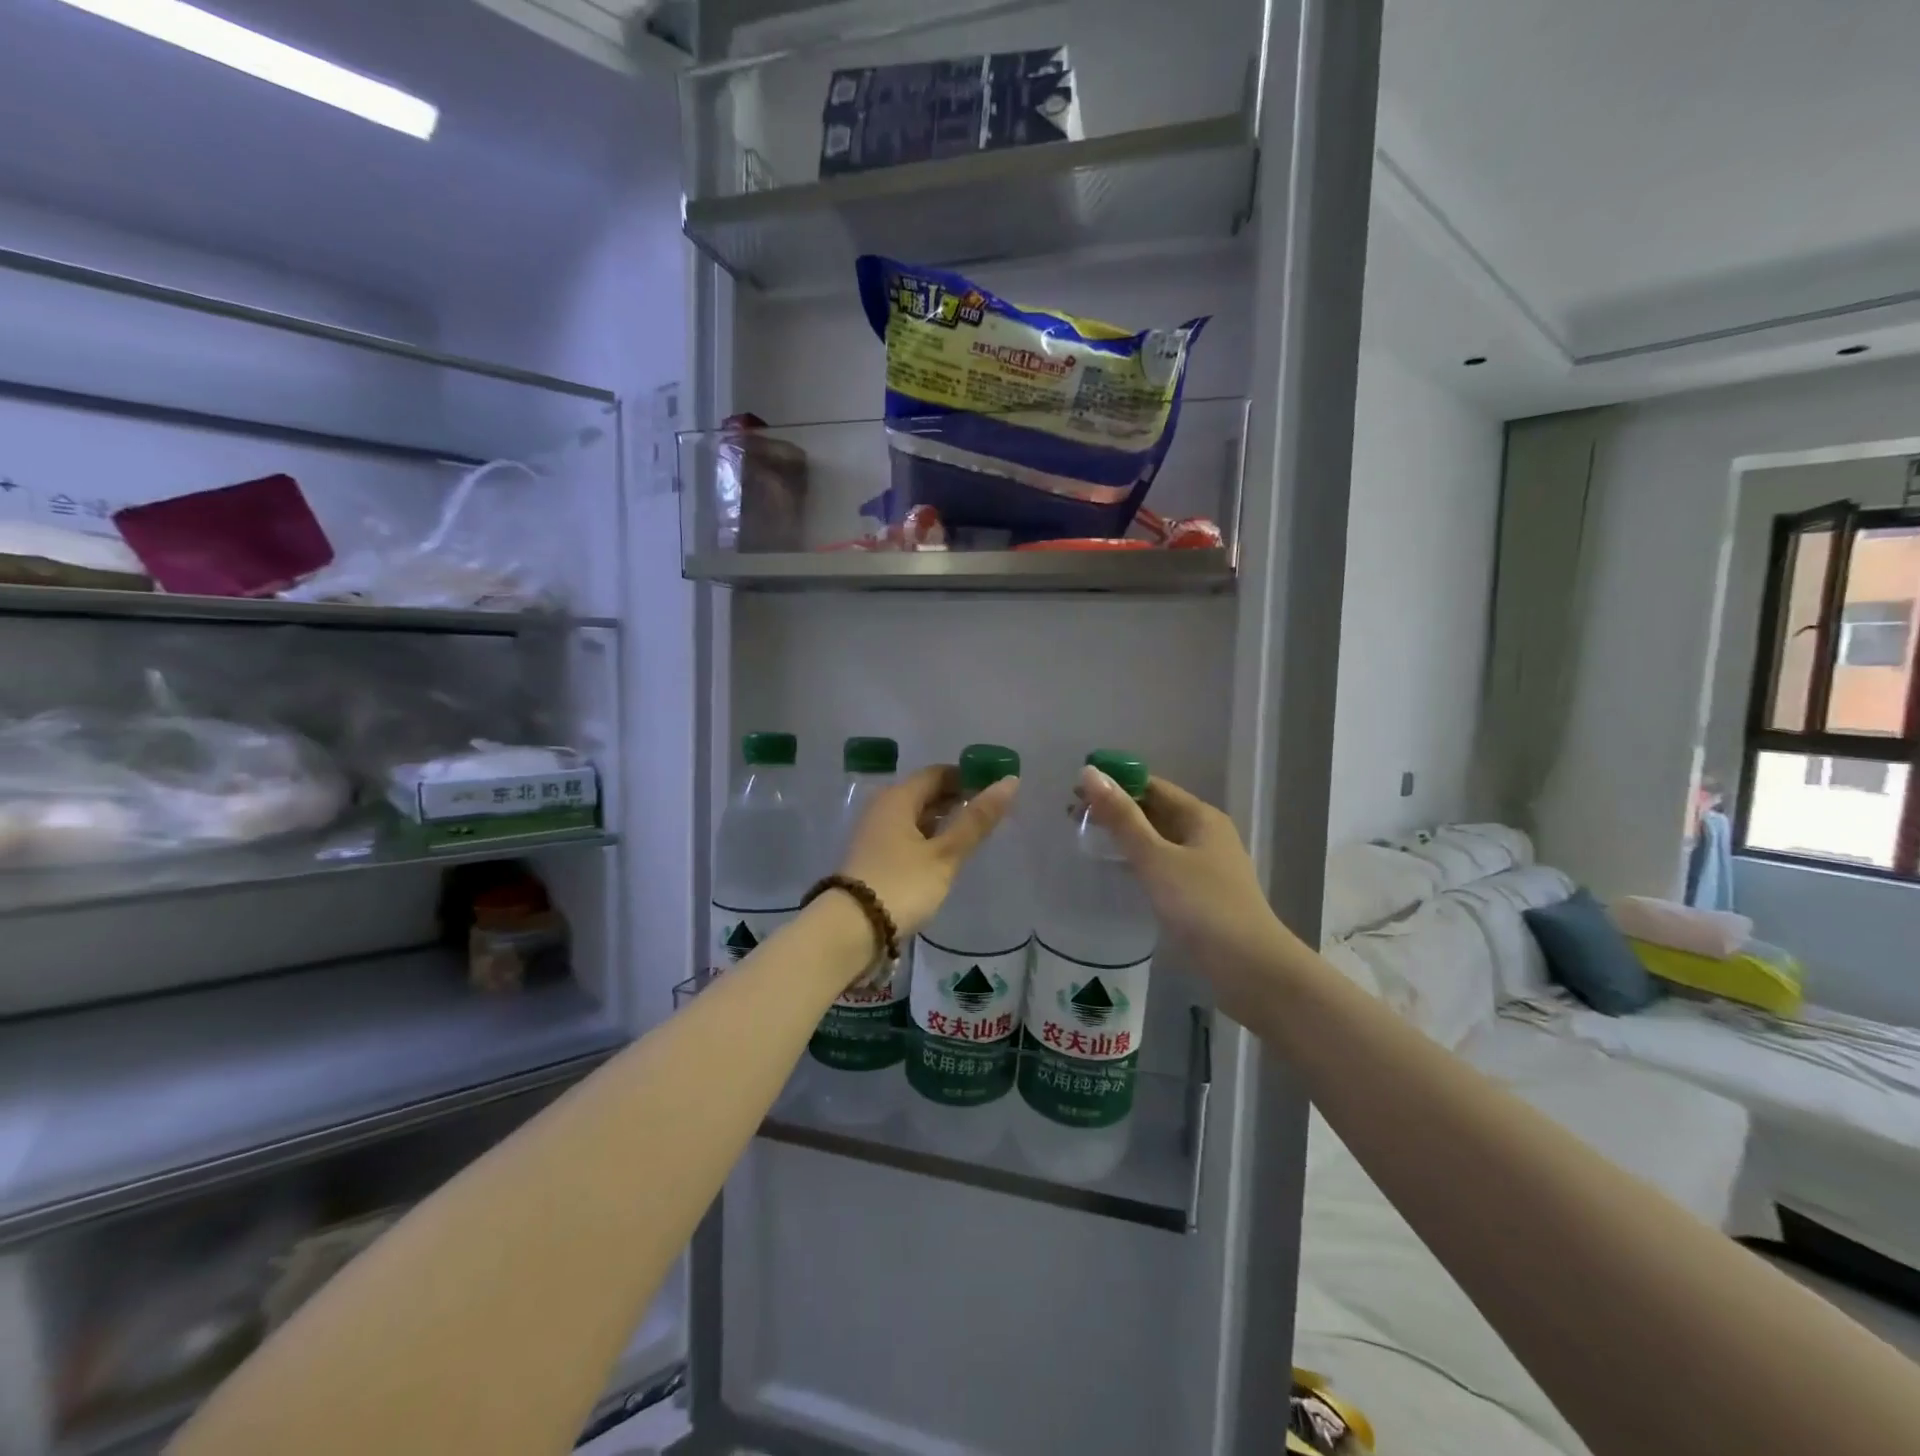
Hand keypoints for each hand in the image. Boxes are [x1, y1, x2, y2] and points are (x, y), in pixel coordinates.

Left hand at [840, 764, 1017, 939]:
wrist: (850, 929)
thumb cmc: (902, 885)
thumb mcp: (945, 854)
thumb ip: (976, 820)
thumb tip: (1009, 782)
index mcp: (897, 797)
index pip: (938, 773)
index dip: (968, 777)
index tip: (995, 791)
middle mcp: (882, 807)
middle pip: (925, 793)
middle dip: (957, 799)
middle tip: (991, 815)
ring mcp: (875, 833)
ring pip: (915, 816)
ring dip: (943, 821)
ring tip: (974, 835)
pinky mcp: (873, 856)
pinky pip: (906, 836)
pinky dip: (928, 838)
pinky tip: (946, 855)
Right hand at [1077, 765, 1303, 1013]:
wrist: (1251, 970)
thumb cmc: (1203, 907)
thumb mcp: (1156, 858)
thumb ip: (1122, 818)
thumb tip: (1089, 773)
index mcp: (1200, 817)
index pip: (1151, 785)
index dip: (1114, 783)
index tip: (1074, 791)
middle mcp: (1204, 834)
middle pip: (1154, 810)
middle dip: (1115, 809)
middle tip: (1072, 817)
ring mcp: (1204, 866)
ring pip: (1157, 839)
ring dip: (1124, 835)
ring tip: (1085, 838)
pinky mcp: (1200, 894)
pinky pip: (1162, 864)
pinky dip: (1137, 860)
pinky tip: (1116, 870)